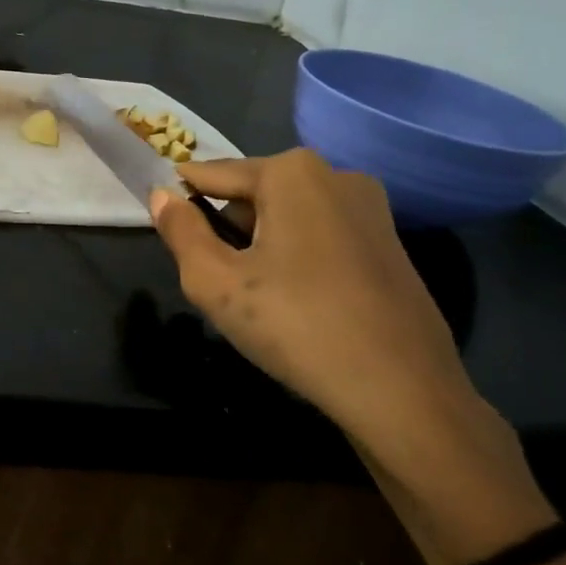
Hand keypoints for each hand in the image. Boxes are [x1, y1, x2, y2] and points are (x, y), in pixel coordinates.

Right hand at [152, 150, 553, 564]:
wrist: (404, 392)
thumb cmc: (297, 325)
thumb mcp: (215, 281)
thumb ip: (180, 231)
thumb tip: (161, 195)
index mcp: (291, 171)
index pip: (212, 174)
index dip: (183, 202)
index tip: (168, 231)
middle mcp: (335, 174)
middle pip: (253, 193)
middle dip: (228, 228)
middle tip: (218, 280)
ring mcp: (370, 207)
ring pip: (288, 214)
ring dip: (262, 244)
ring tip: (256, 297)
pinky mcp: (390, 242)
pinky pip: (321, 233)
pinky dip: (298, 255)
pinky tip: (297, 302)